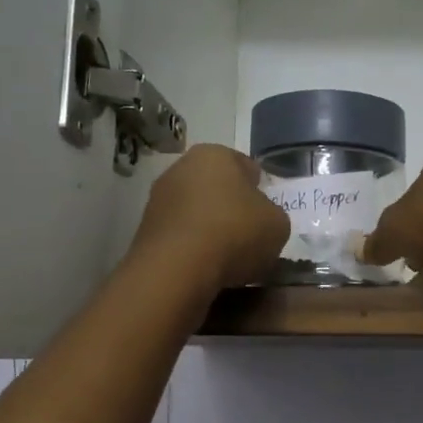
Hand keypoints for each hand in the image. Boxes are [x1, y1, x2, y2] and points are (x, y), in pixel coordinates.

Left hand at [130, 144, 287, 295]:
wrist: (177, 269)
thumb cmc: (235, 233)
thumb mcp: (278, 224)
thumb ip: (273, 215)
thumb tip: (261, 219)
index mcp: (216, 154)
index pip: (247, 167)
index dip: (261, 191)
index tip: (266, 215)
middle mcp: (181, 167)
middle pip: (217, 187)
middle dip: (231, 207)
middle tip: (249, 235)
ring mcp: (158, 197)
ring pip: (195, 210)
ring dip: (209, 227)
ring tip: (226, 256)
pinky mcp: (144, 229)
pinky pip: (179, 234)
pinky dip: (191, 246)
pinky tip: (204, 266)